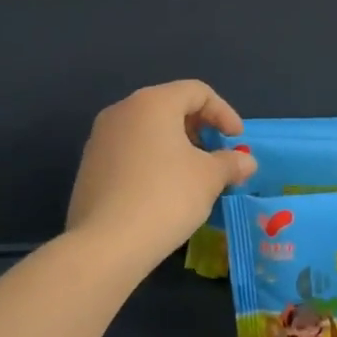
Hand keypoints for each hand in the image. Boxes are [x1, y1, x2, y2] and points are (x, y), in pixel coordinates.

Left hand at [66, 81, 256, 271]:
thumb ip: (231, 163)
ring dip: (177, 145)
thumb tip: (246, 162)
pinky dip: (154, 160)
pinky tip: (165, 190)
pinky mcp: (90, 167)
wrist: (106, 244)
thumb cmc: (166, 196)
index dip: (224, 112)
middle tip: (218, 154)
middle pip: (170, 106)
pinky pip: (130, 151)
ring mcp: (100, 139)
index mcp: (152, 103)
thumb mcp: (210, 178)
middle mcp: (122, 111)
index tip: (237, 139)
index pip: (196, 92)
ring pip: (148, 130)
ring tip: (194, 174)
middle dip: (200, 128)